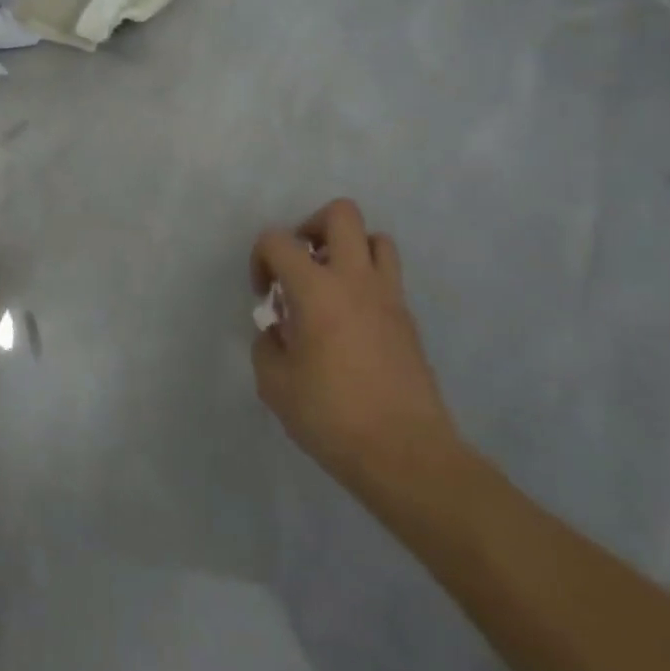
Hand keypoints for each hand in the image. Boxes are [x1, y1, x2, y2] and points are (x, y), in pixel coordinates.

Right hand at [250, 200, 463, 504]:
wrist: (407, 455)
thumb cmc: (333, 416)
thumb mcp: (274, 385)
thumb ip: (267, 346)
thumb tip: (278, 333)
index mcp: (316, 289)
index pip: (278, 240)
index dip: (260, 258)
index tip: (264, 296)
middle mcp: (355, 280)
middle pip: (341, 215)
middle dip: (311, 227)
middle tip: (300, 265)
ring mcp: (389, 298)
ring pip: (376, 239)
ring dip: (348, 251)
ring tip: (330, 286)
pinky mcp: (409, 321)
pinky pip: (388, 278)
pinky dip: (366, 284)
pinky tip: (351, 323)